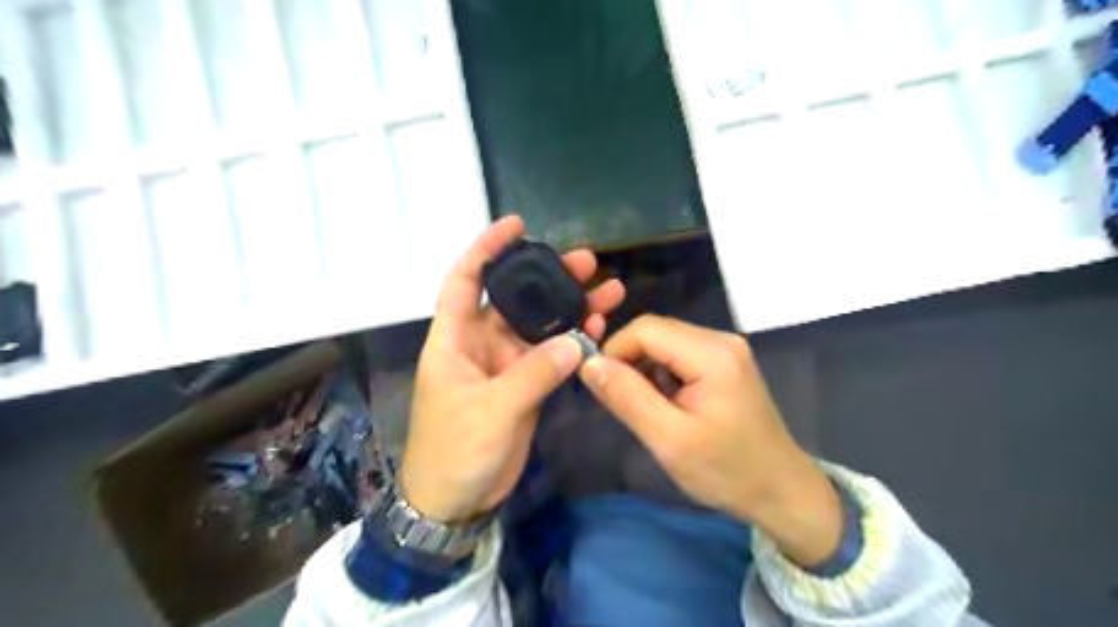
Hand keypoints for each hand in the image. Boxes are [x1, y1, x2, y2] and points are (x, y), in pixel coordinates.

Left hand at [400, 218, 627, 521]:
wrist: (455, 501)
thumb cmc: (455, 451)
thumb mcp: (491, 410)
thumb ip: (533, 374)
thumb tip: (575, 340)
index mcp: (454, 338)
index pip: (466, 280)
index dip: (486, 249)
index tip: (517, 226)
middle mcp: (480, 343)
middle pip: (516, 299)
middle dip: (548, 277)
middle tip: (587, 261)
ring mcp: (505, 364)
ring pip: (539, 325)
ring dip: (570, 308)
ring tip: (608, 291)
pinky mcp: (524, 384)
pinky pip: (551, 354)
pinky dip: (573, 342)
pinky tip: (598, 329)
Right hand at [581, 316, 843, 565]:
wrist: (781, 492)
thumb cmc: (726, 471)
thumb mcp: (669, 439)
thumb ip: (626, 397)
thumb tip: (588, 362)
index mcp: (711, 353)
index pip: (645, 328)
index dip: (615, 350)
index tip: (601, 386)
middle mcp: (721, 339)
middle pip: (656, 331)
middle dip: (629, 360)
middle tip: (622, 401)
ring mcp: (727, 350)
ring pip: (666, 342)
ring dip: (645, 369)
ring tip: (646, 407)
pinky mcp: (726, 362)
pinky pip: (680, 354)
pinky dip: (663, 374)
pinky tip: (667, 404)